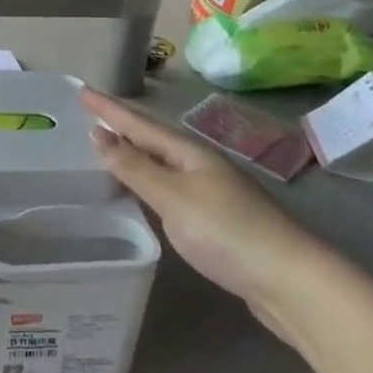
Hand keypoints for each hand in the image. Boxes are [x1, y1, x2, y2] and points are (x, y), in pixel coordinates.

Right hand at [82, 89, 323, 337]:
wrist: (290, 281)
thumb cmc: (226, 231)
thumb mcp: (172, 196)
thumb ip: (134, 167)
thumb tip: (98, 134)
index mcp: (189, 152)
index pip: (140, 124)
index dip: (110, 109)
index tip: (82, 91)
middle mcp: (200, 164)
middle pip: (153, 138)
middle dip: (122, 125)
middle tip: (91, 114)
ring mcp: (210, 190)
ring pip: (161, 162)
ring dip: (134, 152)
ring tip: (107, 146)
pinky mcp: (214, 218)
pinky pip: (169, 186)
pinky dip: (147, 179)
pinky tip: (140, 190)